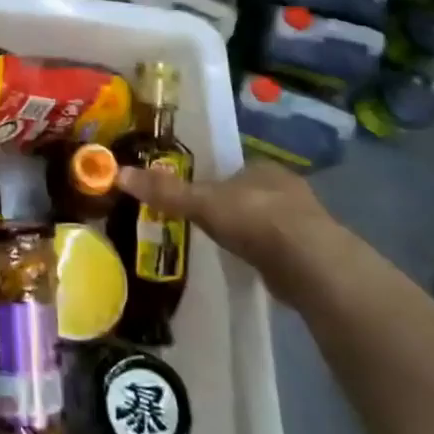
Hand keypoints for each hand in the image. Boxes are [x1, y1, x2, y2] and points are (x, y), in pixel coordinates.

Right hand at [116, 159, 341, 303]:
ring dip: (252, 232)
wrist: (311, 264)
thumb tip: (119, 174)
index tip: (199, 196)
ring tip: (228, 246)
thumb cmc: (254, 220)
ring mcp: (305, 222)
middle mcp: (287, 188)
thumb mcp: (201, 203)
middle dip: (234, 207)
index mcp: (262, 167)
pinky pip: (281, 249)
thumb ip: (165, 191)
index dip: (216, 180)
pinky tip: (253, 266)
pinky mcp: (314, 254)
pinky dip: (266, 255)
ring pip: (269, 221)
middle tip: (209, 222)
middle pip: (251, 193)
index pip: (233, 169)